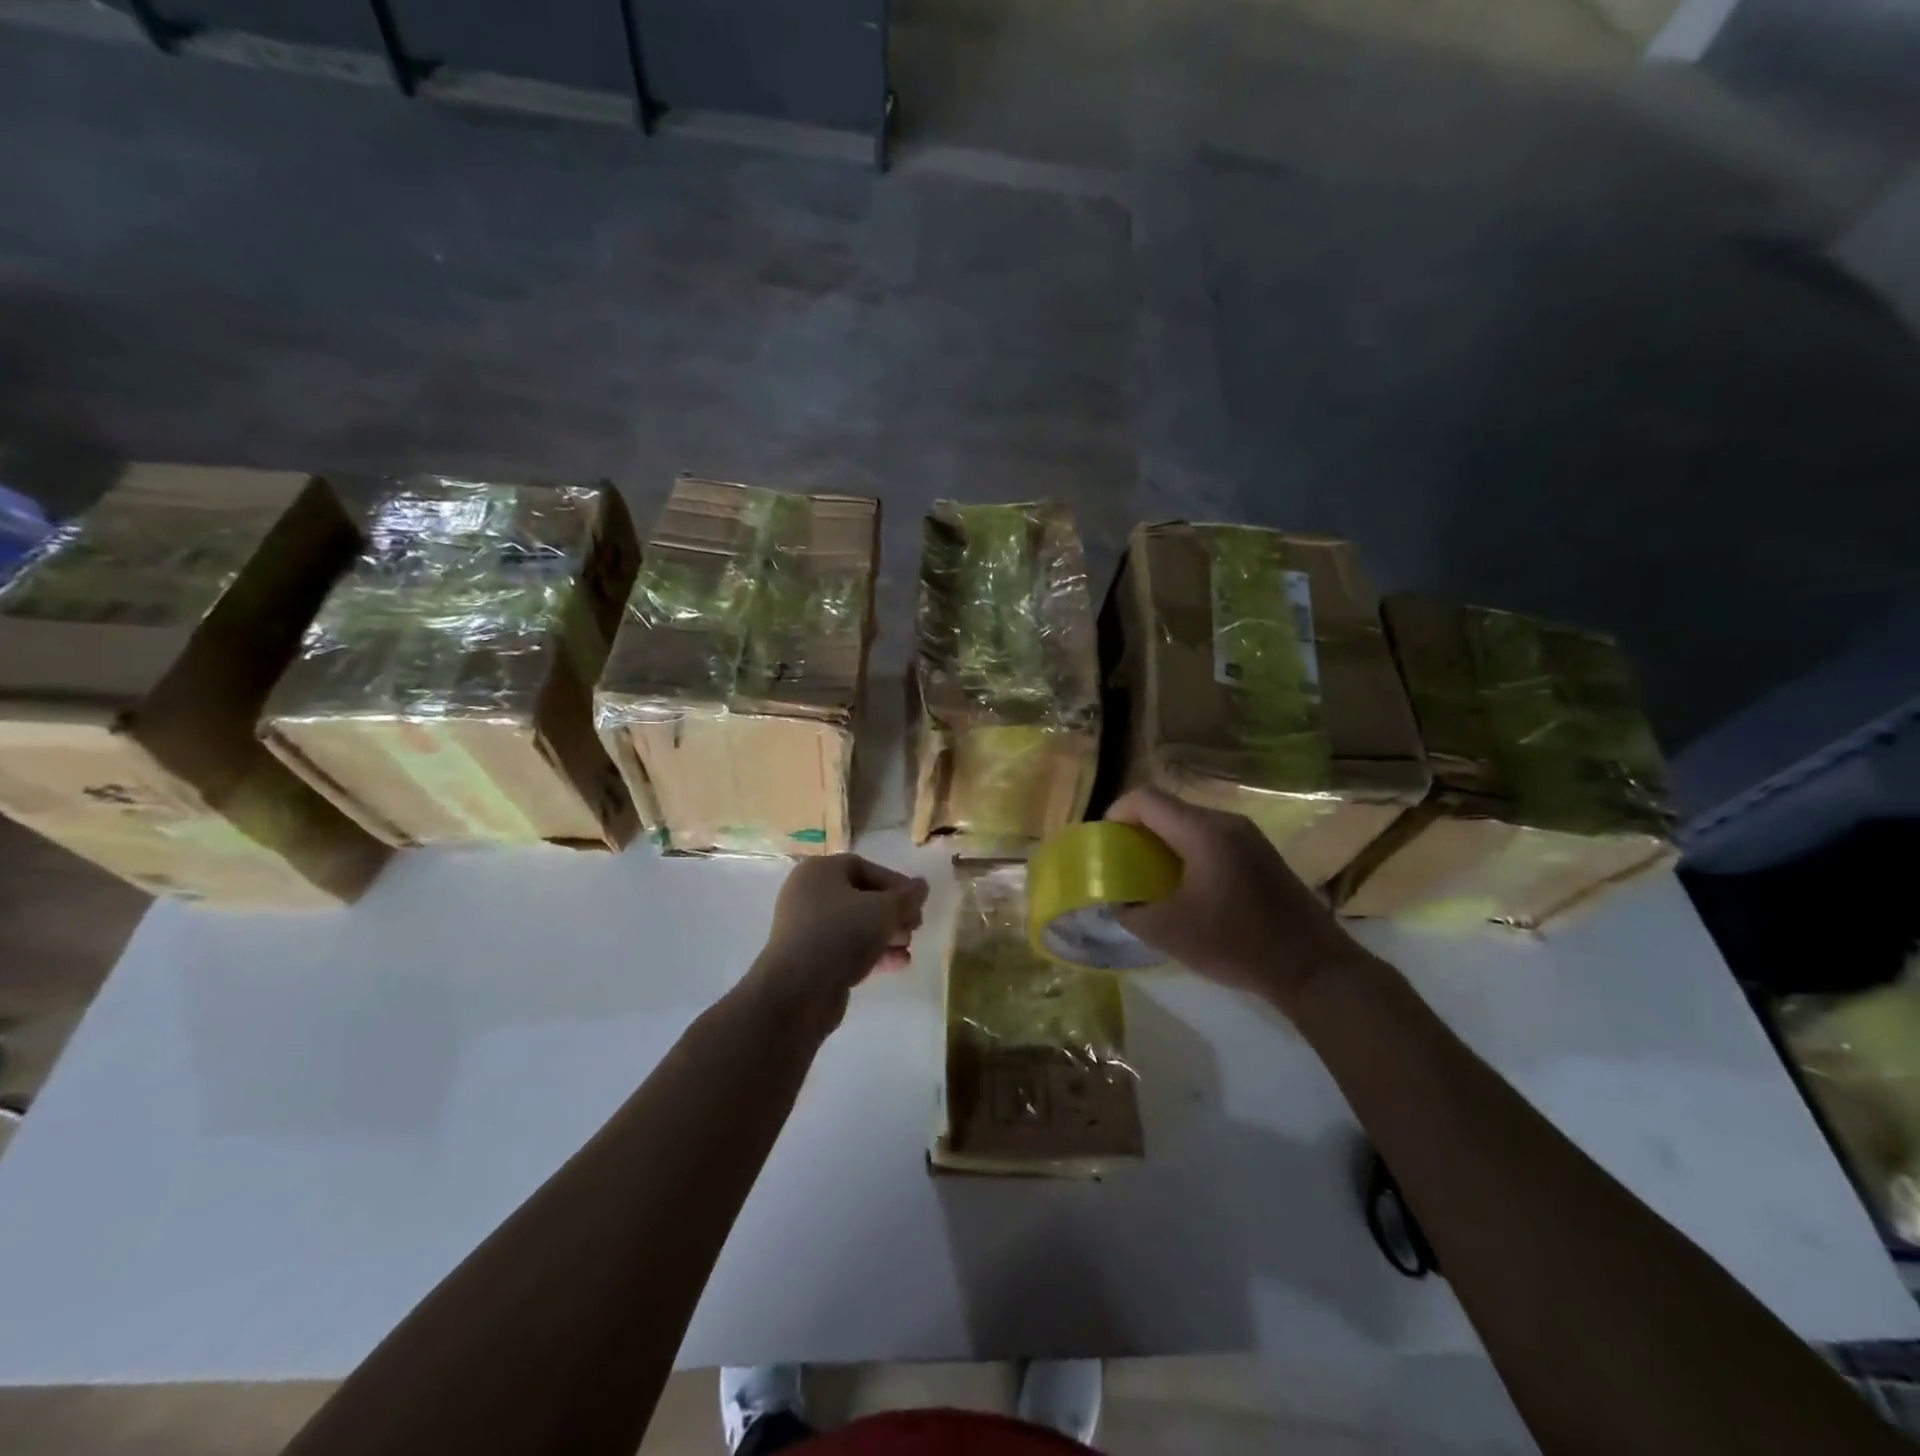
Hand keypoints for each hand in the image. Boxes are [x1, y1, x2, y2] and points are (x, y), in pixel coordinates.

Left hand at [748, 855, 928, 1023]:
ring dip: (886, 934)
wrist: (798, 991)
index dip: (895, 883)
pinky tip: (899, 964)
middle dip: (893, 912)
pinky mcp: (811, 959)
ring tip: (908, 946)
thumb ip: (906, 897)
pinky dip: (872, 953)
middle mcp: (809, 895)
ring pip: (855, 925)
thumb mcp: (883, 910)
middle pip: (861, 897)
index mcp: (819, 871)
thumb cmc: (841, 934)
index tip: (917, 902)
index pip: (865, 868)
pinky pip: (847, 948)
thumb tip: (921, 886)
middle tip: (915, 926)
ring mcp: (807, 929)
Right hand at [1106, 786, 1366, 1011]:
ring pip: (1190, 823)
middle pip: (1168, 808)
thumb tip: (1118, 900)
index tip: (1106, 844)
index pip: (1146, 799)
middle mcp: (1226, 822)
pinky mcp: (1261, 854)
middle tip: (1123, 863)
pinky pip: (1212, 838)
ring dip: (1164, 842)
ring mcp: (1248, 836)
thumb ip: (1131, 911)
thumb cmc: (1236, 944)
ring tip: (1151, 877)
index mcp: (1202, 832)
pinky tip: (1188, 887)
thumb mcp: (1168, 932)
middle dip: (1138, 830)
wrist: (1314, 968)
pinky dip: (1188, 851)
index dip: (1117, 814)